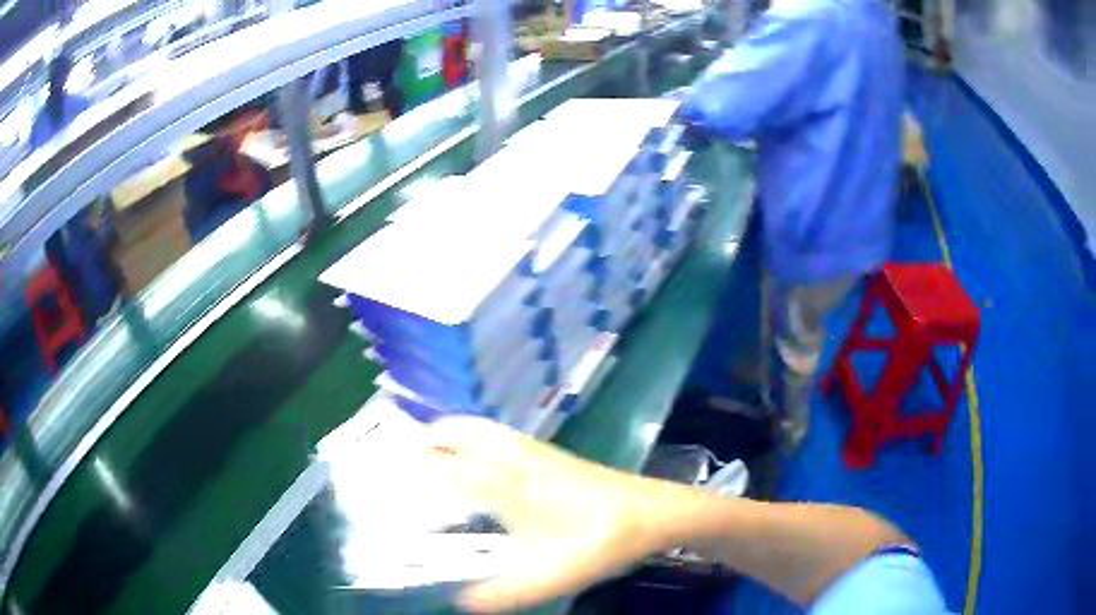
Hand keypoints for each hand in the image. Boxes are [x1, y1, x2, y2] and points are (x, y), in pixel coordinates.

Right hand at [425, 418, 669, 612]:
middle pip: (461, 431)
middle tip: (401, 462)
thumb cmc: (605, 539)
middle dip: (427, 439)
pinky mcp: (547, 455)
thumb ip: (505, 593)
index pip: (445, 466)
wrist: (653, 513)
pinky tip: (474, 468)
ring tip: (427, 459)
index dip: (411, 469)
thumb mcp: (554, 574)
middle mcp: (515, 458)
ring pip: (480, 428)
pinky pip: (497, 436)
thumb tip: (459, 602)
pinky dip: (472, 440)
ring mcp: (533, 452)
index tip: (384, 475)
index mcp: (509, 482)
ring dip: (450, 436)